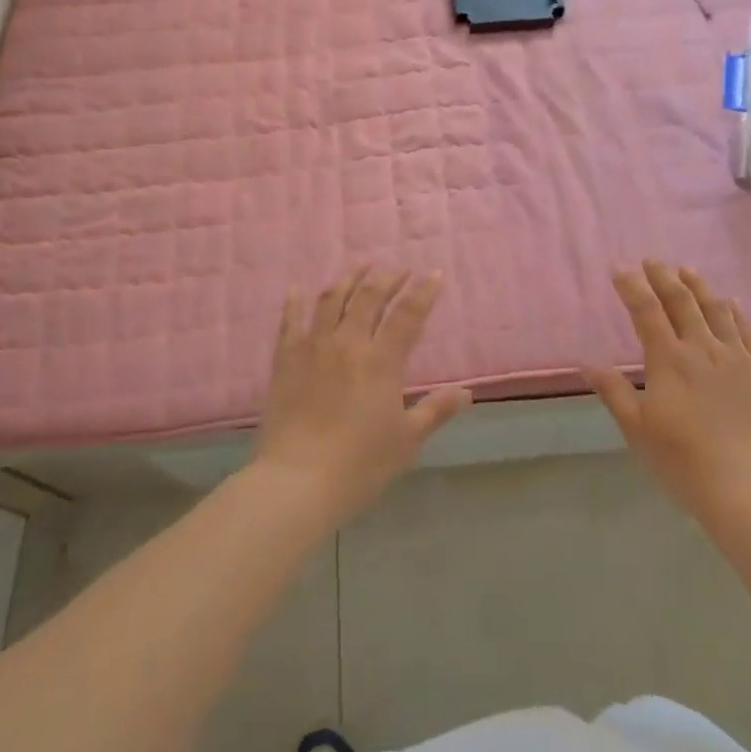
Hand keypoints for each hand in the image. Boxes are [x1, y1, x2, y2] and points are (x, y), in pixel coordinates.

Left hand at [253, 267, 472, 521]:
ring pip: (331, 301)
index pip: (407, 315)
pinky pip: (289, 322)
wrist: (296, 482)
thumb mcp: (407, 440)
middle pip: (368, 298)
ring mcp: (312, 349)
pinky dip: (294, 302)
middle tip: (399, 270)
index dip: (423, 292)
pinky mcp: (284, 361)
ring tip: (360, 269)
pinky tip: (296, 288)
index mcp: (380, 362)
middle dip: (387, 278)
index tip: (435, 274)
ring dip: (348, 280)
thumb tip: (466, 392)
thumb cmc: (359, 465)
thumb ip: (435, 411)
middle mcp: (347, 345)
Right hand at [585, 261, 750, 518]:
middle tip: (652, 261)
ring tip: (686, 270)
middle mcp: (702, 349)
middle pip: (681, 301)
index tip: (620, 269)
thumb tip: (588, 364)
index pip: (646, 311)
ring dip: (698, 286)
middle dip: (664, 277)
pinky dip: (735, 312)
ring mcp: (736, 359)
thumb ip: (614, 393)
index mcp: (669, 360)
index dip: (632, 287)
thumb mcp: (637, 430)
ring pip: (716, 310)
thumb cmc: (683, 462)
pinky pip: (747, 332)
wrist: (748, 489)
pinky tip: (730, 302)